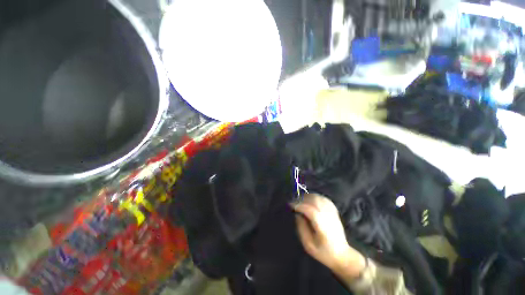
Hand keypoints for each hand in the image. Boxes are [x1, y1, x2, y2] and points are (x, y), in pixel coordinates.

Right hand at [291, 194, 365, 278]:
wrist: (342, 255)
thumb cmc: (324, 252)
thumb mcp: (308, 245)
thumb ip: (301, 228)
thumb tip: (297, 214)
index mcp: (323, 227)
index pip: (311, 211)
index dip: (300, 205)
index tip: (290, 205)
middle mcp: (329, 217)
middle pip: (316, 201)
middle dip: (302, 199)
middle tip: (294, 202)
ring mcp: (333, 213)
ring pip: (320, 198)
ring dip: (308, 196)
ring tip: (300, 200)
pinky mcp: (335, 211)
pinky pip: (324, 199)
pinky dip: (315, 196)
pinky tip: (310, 199)